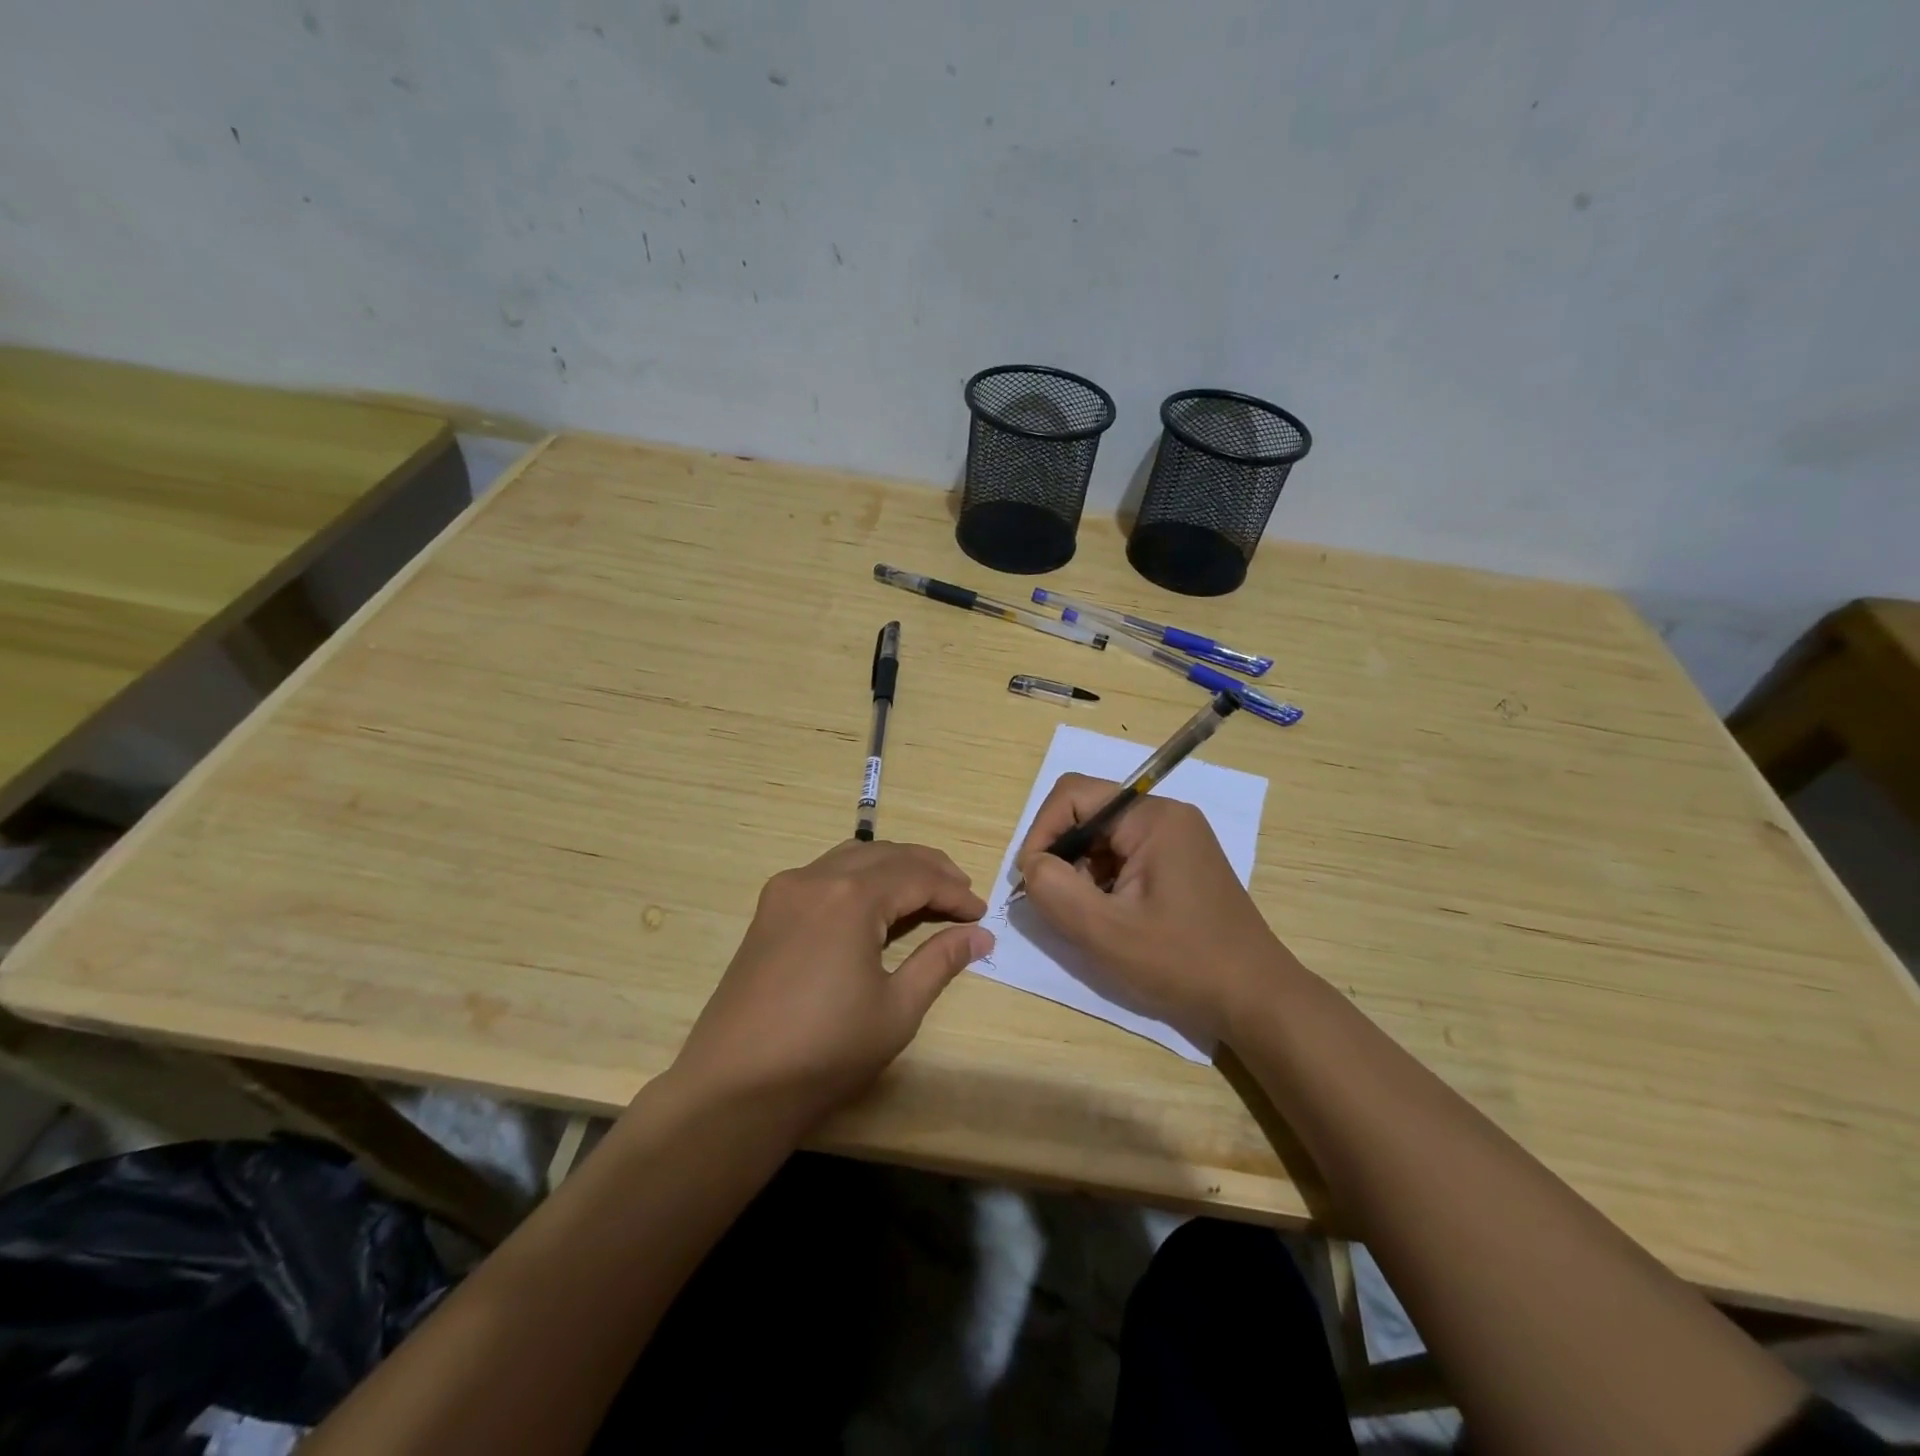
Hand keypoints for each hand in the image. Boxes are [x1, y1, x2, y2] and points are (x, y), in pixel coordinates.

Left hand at [671, 840, 991, 1129]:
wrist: (736, 1086)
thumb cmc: (826, 1050)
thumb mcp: (897, 1008)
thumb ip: (940, 961)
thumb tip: (980, 935)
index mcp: (851, 896)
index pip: (918, 877)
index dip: (954, 892)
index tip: (981, 913)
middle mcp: (816, 877)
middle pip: (886, 854)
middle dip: (929, 869)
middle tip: (961, 892)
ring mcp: (786, 890)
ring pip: (853, 856)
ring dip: (893, 866)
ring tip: (925, 891)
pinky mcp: (769, 909)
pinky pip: (825, 873)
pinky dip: (859, 876)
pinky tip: (874, 902)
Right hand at [1015, 773, 1296, 1044]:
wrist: (1256, 1000)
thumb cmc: (1182, 963)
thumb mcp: (1106, 932)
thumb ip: (1054, 890)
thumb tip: (1032, 865)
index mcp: (1153, 818)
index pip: (1073, 794)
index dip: (1041, 830)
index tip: (1032, 879)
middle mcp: (1166, 817)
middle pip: (1088, 815)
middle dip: (1062, 856)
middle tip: (1056, 904)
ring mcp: (1176, 840)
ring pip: (1103, 839)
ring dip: (1081, 873)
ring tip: (1086, 918)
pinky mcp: (1178, 864)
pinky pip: (1123, 857)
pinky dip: (1103, 883)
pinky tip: (1109, 920)